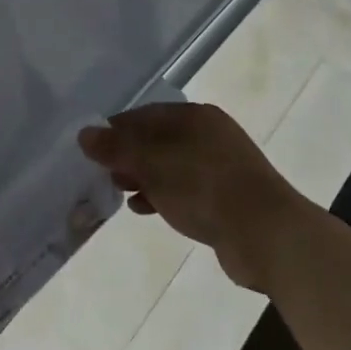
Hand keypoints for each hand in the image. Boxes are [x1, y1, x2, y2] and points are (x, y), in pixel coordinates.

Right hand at [79, 102, 305, 291]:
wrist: (267, 234)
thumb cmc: (204, 187)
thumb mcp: (152, 164)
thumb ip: (116, 148)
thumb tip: (84, 134)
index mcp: (194, 117)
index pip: (144, 115)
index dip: (115, 130)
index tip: (92, 149)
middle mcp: (208, 135)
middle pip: (157, 139)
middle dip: (128, 155)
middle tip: (104, 173)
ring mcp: (220, 167)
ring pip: (170, 166)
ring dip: (143, 177)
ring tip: (119, 192)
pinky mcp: (226, 198)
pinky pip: (185, 189)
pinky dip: (162, 194)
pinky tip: (145, 208)